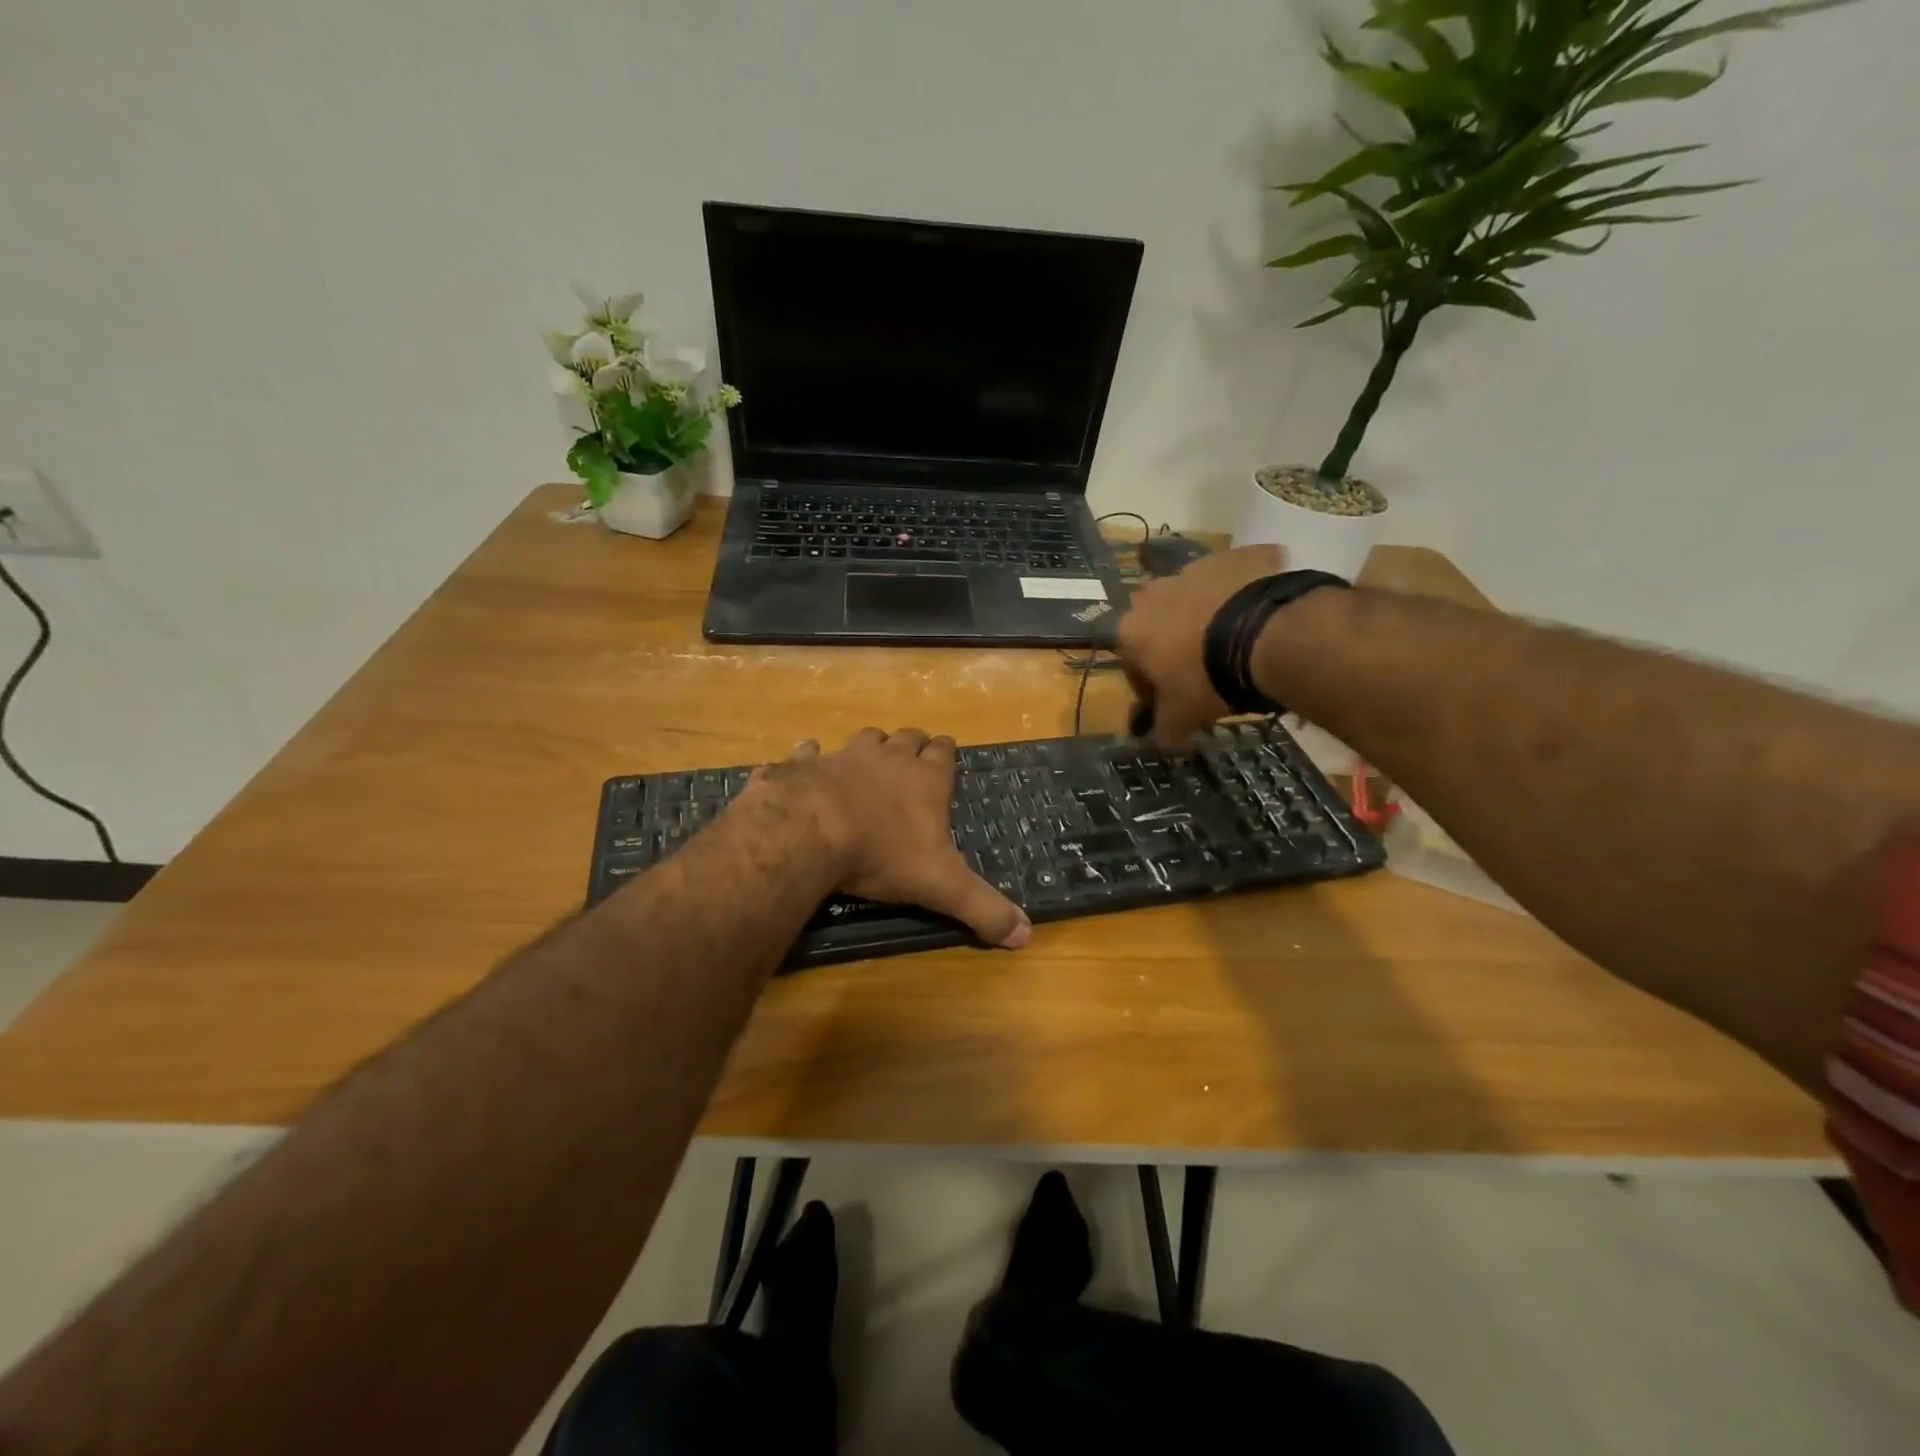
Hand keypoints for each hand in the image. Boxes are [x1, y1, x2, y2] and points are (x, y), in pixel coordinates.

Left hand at [751, 728, 1030, 948]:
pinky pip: (808, 752)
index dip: (945, 751)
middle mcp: (889, 759)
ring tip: (869, 760)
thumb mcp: (942, 887)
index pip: (943, 752)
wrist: (812, 832)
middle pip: (907, 738)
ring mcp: (845, 756)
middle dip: (912, 745)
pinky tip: (807, 760)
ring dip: (870, 746)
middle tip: (912, 757)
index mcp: (926, 780)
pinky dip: (810, 756)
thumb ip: (983, 908)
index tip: (946, 750)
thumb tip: (1025, 936)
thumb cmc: (884, 854)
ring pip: (865, 738)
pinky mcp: (804, 765)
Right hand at [1115, 544, 1285, 749]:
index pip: (1131, 665)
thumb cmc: (1208, 678)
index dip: (1150, 688)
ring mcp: (1195, 568)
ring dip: (1206, 616)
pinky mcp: (1236, 555)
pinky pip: (1236, 576)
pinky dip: (1244, 592)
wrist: (1267, 634)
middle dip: (1173, 644)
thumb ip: (1164, 729)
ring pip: (1195, 597)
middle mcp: (1154, 593)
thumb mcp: (1182, 717)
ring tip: (1236, 642)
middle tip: (1203, 670)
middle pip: (1159, 624)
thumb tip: (1160, 740)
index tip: (1172, 702)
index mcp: (1131, 630)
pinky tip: (1262, 616)